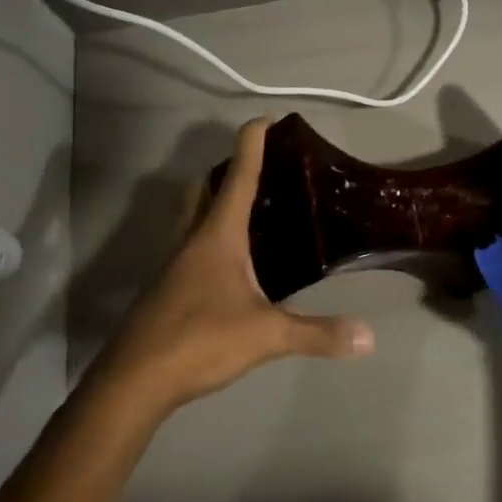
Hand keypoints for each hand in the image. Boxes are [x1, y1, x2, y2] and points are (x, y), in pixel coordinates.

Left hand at [99, 118, 374, 415]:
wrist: (132, 382)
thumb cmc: (198, 341)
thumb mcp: (266, 336)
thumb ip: (317, 333)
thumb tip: (368, 337)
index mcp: (217, 235)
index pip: (238, 176)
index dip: (252, 143)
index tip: (267, 119)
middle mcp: (192, 239)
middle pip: (202, 188)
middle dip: (225, 169)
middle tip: (259, 168)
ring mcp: (174, 264)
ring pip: (191, 216)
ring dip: (213, 201)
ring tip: (250, 209)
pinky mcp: (167, 289)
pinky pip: (190, 246)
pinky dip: (210, 237)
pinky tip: (232, 264)